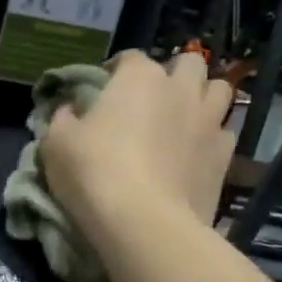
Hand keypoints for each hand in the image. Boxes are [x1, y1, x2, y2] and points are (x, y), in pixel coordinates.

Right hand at [40, 50, 236, 248]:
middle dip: (172, 75)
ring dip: (202, 98)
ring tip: (182, 120)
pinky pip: (224, 133)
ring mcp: (209, 121)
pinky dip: (211, 138)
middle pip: (187, 64)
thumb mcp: (56, 144)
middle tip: (151, 101)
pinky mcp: (225, 157)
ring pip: (219, 90)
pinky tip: (194, 155)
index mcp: (139, 77)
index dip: (115, 72)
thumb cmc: (94, 173)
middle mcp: (180, 89)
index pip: (129, 58)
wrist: (144, 223)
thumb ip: (62, 119)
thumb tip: (69, 110)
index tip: (103, 92)